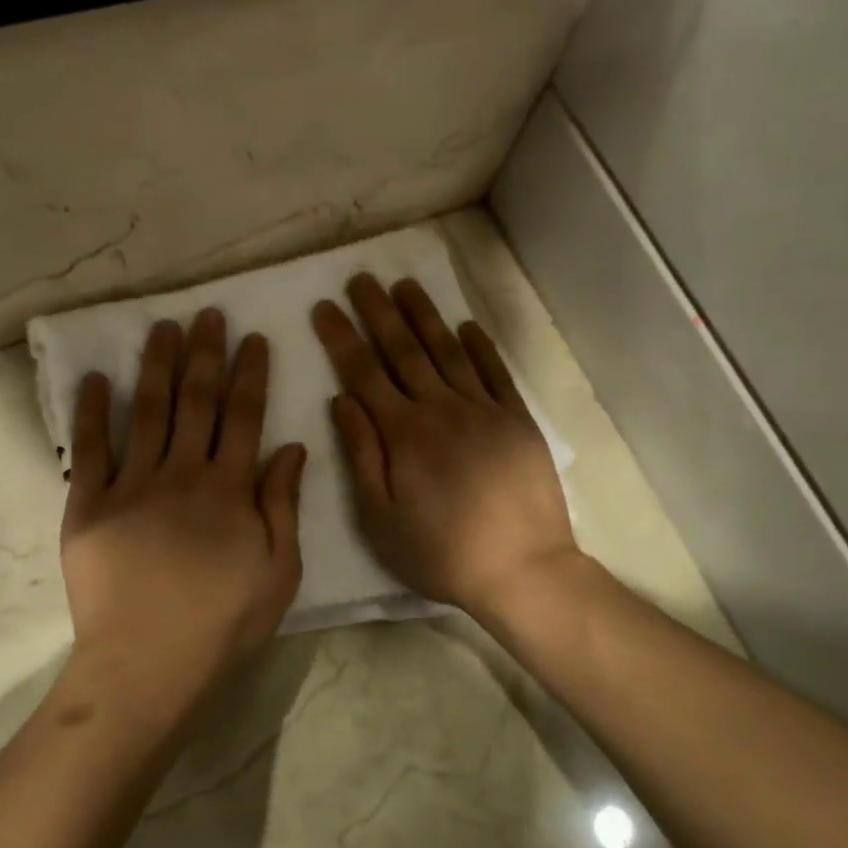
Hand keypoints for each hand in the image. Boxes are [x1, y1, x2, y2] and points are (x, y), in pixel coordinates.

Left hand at [61, 310, 306, 727]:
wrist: (147, 666)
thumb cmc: (223, 624)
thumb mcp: (279, 571)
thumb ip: (282, 505)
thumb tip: (290, 446)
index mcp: (229, 489)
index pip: (243, 416)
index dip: (249, 374)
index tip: (252, 337)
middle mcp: (182, 474)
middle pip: (196, 401)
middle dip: (203, 354)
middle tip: (206, 315)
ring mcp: (131, 486)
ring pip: (147, 412)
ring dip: (156, 366)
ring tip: (161, 327)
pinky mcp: (89, 506)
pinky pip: (91, 450)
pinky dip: (93, 412)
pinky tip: (96, 379)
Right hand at [311, 275, 578, 616]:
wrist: (523, 568)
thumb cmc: (440, 553)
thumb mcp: (380, 519)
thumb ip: (361, 455)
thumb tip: (342, 401)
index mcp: (404, 434)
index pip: (364, 373)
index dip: (342, 337)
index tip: (324, 306)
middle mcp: (442, 409)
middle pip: (404, 350)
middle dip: (378, 312)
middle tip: (361, 278)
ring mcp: (484, 410)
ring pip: (448, 351)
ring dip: (424, 315)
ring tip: (404, 285)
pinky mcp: (517, 420)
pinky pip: (495, 372)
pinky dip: (480, 346)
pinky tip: (466, 325)